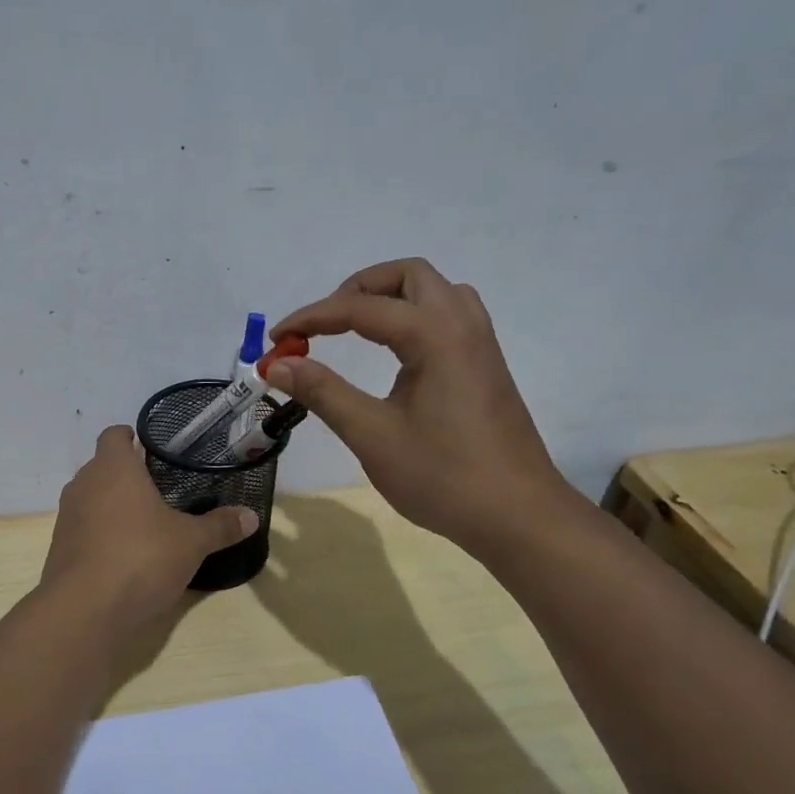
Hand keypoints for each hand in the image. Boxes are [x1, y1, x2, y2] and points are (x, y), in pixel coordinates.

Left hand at [41, 425, 257, 628]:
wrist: (84, 610)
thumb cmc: (141, 557)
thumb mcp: (191, 542)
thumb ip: (219, 526)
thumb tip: (251, 516)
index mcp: (113, 468)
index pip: (114, 435)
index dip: (131, 437)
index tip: (153, 449)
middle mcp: (84, 484)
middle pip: (102, 467)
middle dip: (127, 475)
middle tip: (160, 488)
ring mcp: (68, 517)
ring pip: (91, 498)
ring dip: (113, 505)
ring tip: (145, 522)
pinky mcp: (60, 548)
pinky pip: (84, 529)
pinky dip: (102, 534)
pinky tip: (126, 554)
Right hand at [268, 258, 577, 554]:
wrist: (518, 516)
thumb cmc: (443, 476)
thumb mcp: (372, 435)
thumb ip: (323, 392)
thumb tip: (277, 363)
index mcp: (436, 337)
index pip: (361, 308)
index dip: (312, 318)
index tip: (276, 340)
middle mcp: (463, 326)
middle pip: (408, 276)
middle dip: (357, 289)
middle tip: (325, 324)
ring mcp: (481, 345)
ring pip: (435, 292)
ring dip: (391, 297)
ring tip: (357, 331)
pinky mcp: (486, 366)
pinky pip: (449, 316)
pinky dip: (414, 317)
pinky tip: (396, 353)